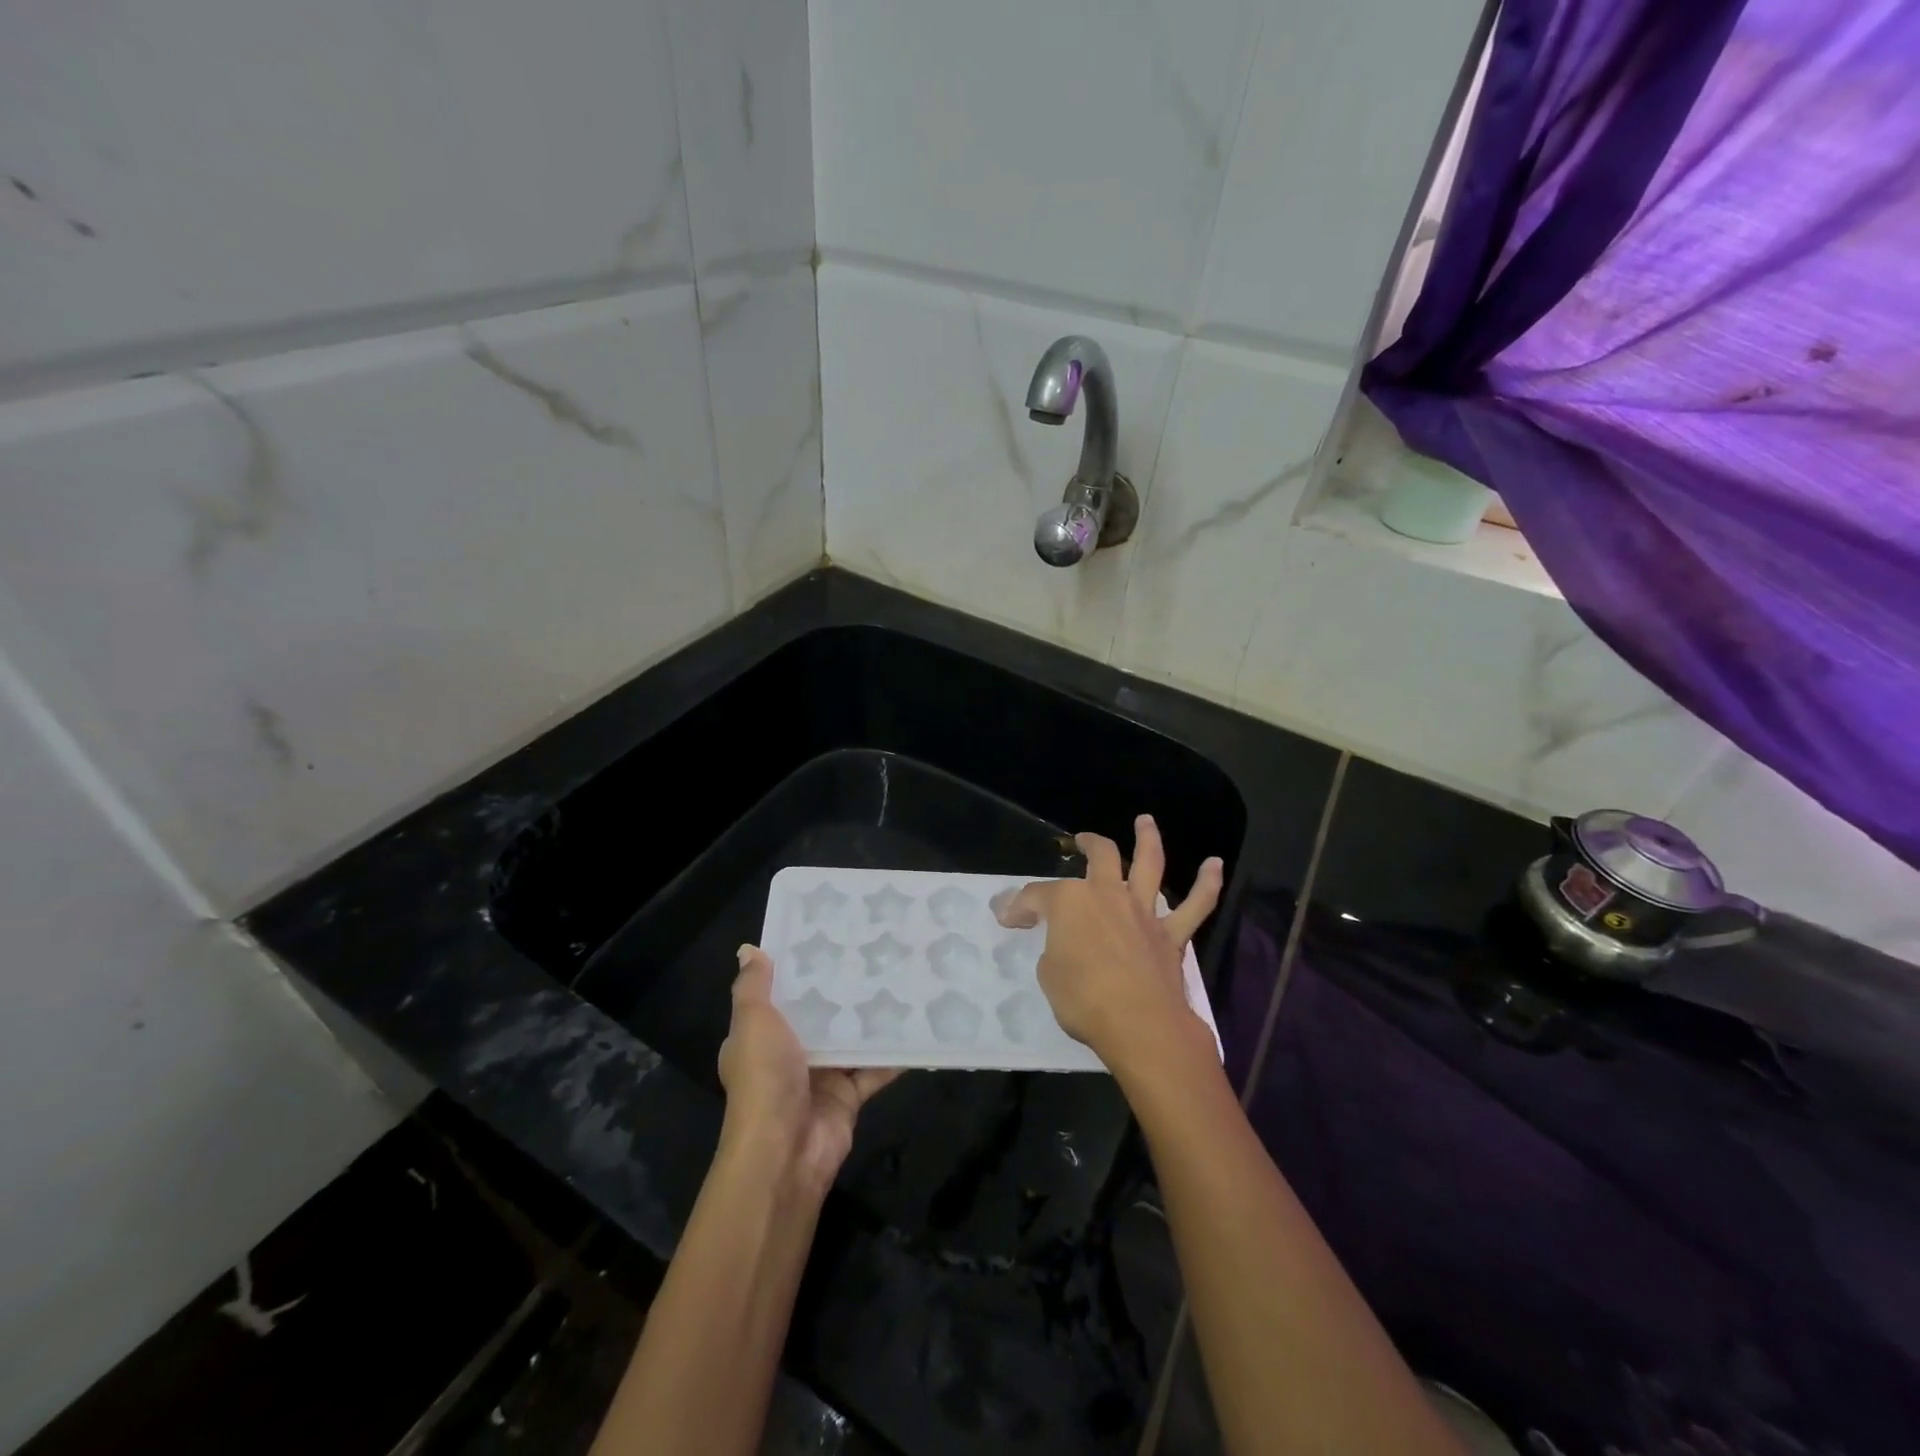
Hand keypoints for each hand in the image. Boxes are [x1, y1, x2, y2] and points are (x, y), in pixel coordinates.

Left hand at [717, 945, 898, 1200]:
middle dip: (841, 989)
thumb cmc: (764, 1079)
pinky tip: (918, 1024)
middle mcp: (788, 1056)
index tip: (827, 937)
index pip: (779, 996)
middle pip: (819, 1016)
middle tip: (873, 950)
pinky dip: (894, 1052)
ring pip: (849, 1039)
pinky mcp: (849, 1097)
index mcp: (760, 1038)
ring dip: (870, 1017)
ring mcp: (821, 1077)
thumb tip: (748, 949)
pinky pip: (875, 1068)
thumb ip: (753, 987)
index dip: (799, 970)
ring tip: (900, 976)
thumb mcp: (753, 1023)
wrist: (785, 1153)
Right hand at [995, 815, 1223, 1078]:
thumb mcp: (1048, 974)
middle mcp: (1108, 895)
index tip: (1009, 918)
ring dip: (1148, 839)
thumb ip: (1053, 948)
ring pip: (1149, 864)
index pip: (1037, 896)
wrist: (1140, 1024)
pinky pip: (1195, 906)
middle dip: (1088, 844)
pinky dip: (1207, 884)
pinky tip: (1214, 864)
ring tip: (1146, 821)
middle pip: (1100, 856)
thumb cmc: (1083, 999)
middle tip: (1081, 840)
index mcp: (1070, 902)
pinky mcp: (1171, 935)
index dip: (1020, 906)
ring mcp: (1143, 912)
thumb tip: (1059, 942)